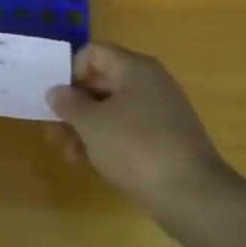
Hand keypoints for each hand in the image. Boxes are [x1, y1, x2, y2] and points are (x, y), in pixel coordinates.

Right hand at [44, 43, 238, 219]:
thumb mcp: (91, 124)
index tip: (58, 99)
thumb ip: (68, 103)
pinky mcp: (166, 139)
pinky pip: (129, 130)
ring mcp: (161, 112)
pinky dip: (108, 141)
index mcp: (134, 68)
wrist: (192, 194)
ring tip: (67, 153)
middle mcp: (150, 83)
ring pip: (113, 110)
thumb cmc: (135, 147)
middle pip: (102, 82)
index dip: (70, 71)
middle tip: (53, 129)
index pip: (93, 53)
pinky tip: (90, 162)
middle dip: (75, 105)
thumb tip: (56, 91)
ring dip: (87, 127)